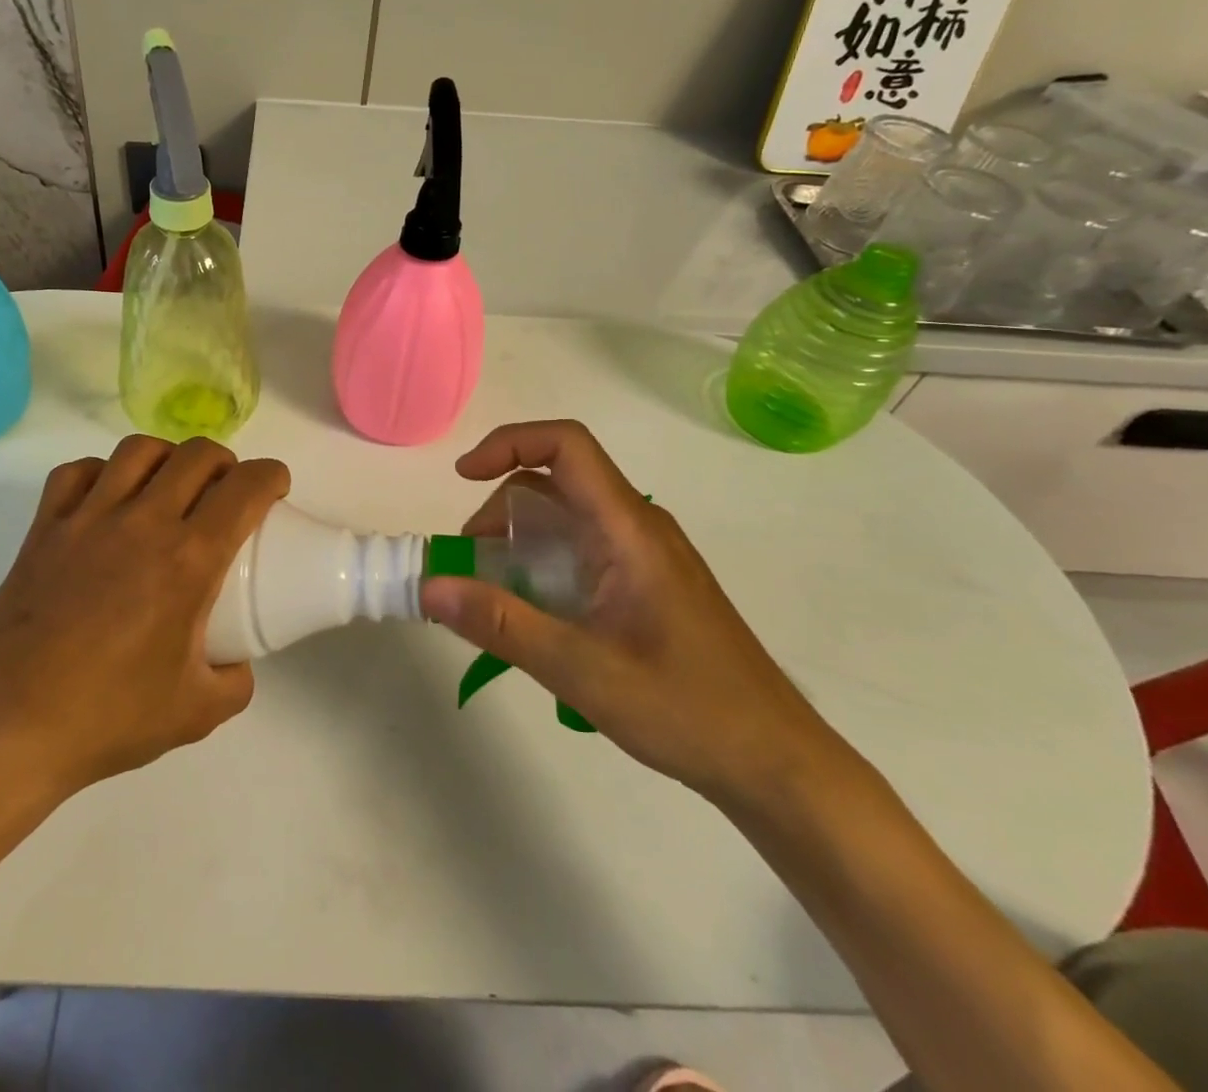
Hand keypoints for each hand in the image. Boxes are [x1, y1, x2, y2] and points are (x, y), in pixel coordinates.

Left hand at [0, 434, 289, 800]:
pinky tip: (109, 497)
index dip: (271, 476)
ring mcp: (87, 518)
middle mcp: (141, 522)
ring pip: (138, 450)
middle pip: (196, 455)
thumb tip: (237, 661)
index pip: (244, 489)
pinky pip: (77, 472)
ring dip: (168, 456)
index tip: (276, 488)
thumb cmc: (107, 718)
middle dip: (226, 462)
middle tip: (228, 491)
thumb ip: (235, 681)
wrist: (7, 729)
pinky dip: (103, 471)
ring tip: (171, 485)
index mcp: (188, 560)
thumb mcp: (196, 713)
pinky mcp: (44, 527)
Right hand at [419, 420, 843, 805]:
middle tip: (471, 562)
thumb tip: (430, 587)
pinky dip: (544, 562)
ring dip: (520, 538)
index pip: (567, 446)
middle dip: (502, 506)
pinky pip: (584, 548)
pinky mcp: (648, 583)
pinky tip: (536, 615)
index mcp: (629, 529)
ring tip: (494, 594)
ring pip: (569, 517)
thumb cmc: (688, 710)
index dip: (509, 443)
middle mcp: (639, 528)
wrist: (777, 764)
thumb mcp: (582, 671)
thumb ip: (501, 624)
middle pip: (558, 480)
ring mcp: (647, 555)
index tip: (463, 476)